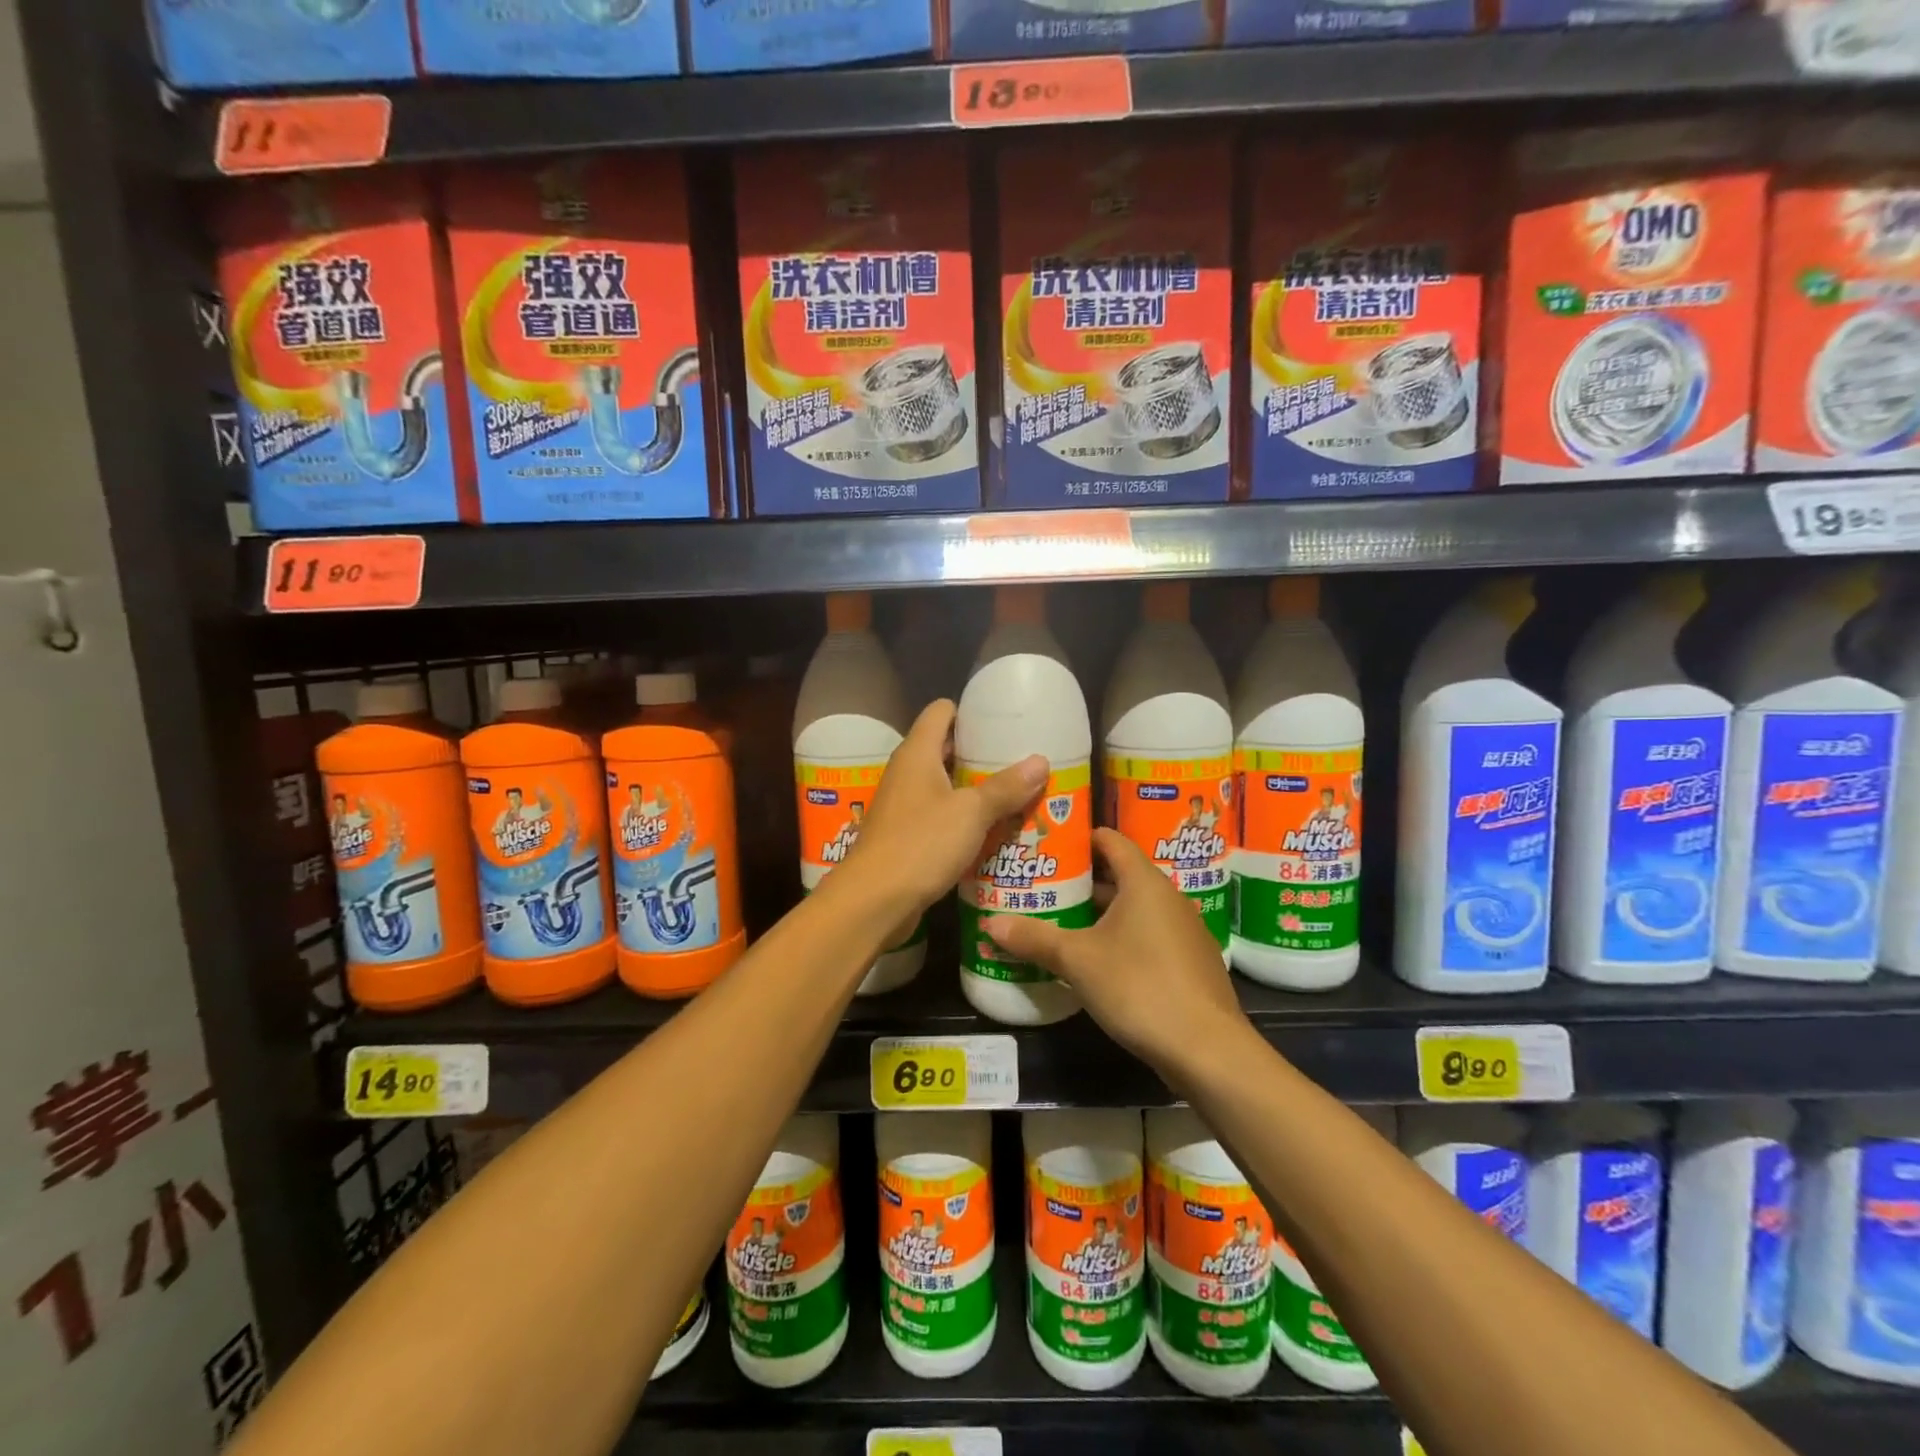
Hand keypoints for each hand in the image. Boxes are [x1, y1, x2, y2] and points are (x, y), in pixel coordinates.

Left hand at [840, 699, 1047, 919]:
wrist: (873, 900)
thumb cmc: (921, 843)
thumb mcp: (971, 813)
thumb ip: (1005, 787)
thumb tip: (1041, 761)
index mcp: (917, 753)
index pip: (941, 711)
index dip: (970, 711)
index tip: (1004, 721)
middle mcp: (906, 772)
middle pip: (945, 748)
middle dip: (981, 753)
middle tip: (1020, 759)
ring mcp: (903, 805)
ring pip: (944, 785)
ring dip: (974, 789)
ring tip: (1015, 793)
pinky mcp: (904, 834)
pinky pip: (939, 815)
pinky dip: (963, 817)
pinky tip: (991, 829)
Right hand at [983, 828, 1246, 1078]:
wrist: (1207, 1049)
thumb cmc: (1140, 986)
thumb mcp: (1078, 961)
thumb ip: (1034, 938)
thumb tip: (989, 924)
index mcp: (1144, 882)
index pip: (1111, 840)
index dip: (1080, 837)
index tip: (1048, 842)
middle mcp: (1168, 898)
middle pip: (1121, 874)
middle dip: (1082, 879)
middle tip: (1043, 884)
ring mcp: (1184, 931)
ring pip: (1134, 908)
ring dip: (1100, 911)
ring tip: (1060, 919)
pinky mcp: (1189, 962)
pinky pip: (1148, 934)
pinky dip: (1121, 936)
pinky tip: (1096, 958)